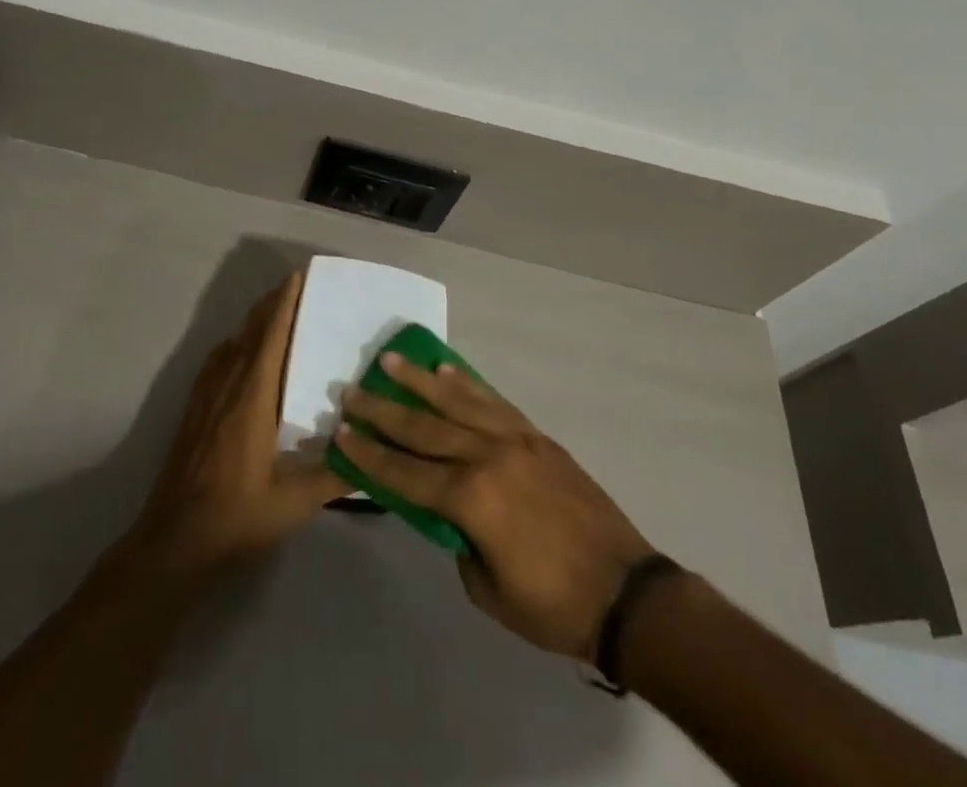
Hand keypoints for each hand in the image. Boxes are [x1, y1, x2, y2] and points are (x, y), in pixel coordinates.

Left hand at [128, 273, 347, 579]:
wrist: (173, 546)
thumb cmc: (236, 519)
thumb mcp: (294, 504)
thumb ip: (334, 476)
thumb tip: (370, 454)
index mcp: (252, 398)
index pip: (270, 337)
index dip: (284, 304)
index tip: (298, 276)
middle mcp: (227, 387)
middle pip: (249, 332)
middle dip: (271, 305)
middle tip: (296, 287)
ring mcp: (205, 399)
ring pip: (231, 345)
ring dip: (253, 324)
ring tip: (276, 315)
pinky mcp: (193, 413)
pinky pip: (216, 363)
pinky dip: (234, 346)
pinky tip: (240, 355)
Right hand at [337, 355, 659, 661]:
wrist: (625, 590)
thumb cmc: (553, 605)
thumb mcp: (488, 590)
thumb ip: (457, 541)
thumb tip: (446, 511)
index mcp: (471, 500)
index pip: (406, 473)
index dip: (370, 455)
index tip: (341, 434)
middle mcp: (487, 456)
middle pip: (424, 427)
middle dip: (383, 410)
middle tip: (351, 391)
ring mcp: (514, 440)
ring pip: (457, 401)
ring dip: (420, 381)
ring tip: (391, 360)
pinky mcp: (536, 435)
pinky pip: (492, 401)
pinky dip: (466, 383)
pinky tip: (447, 370)